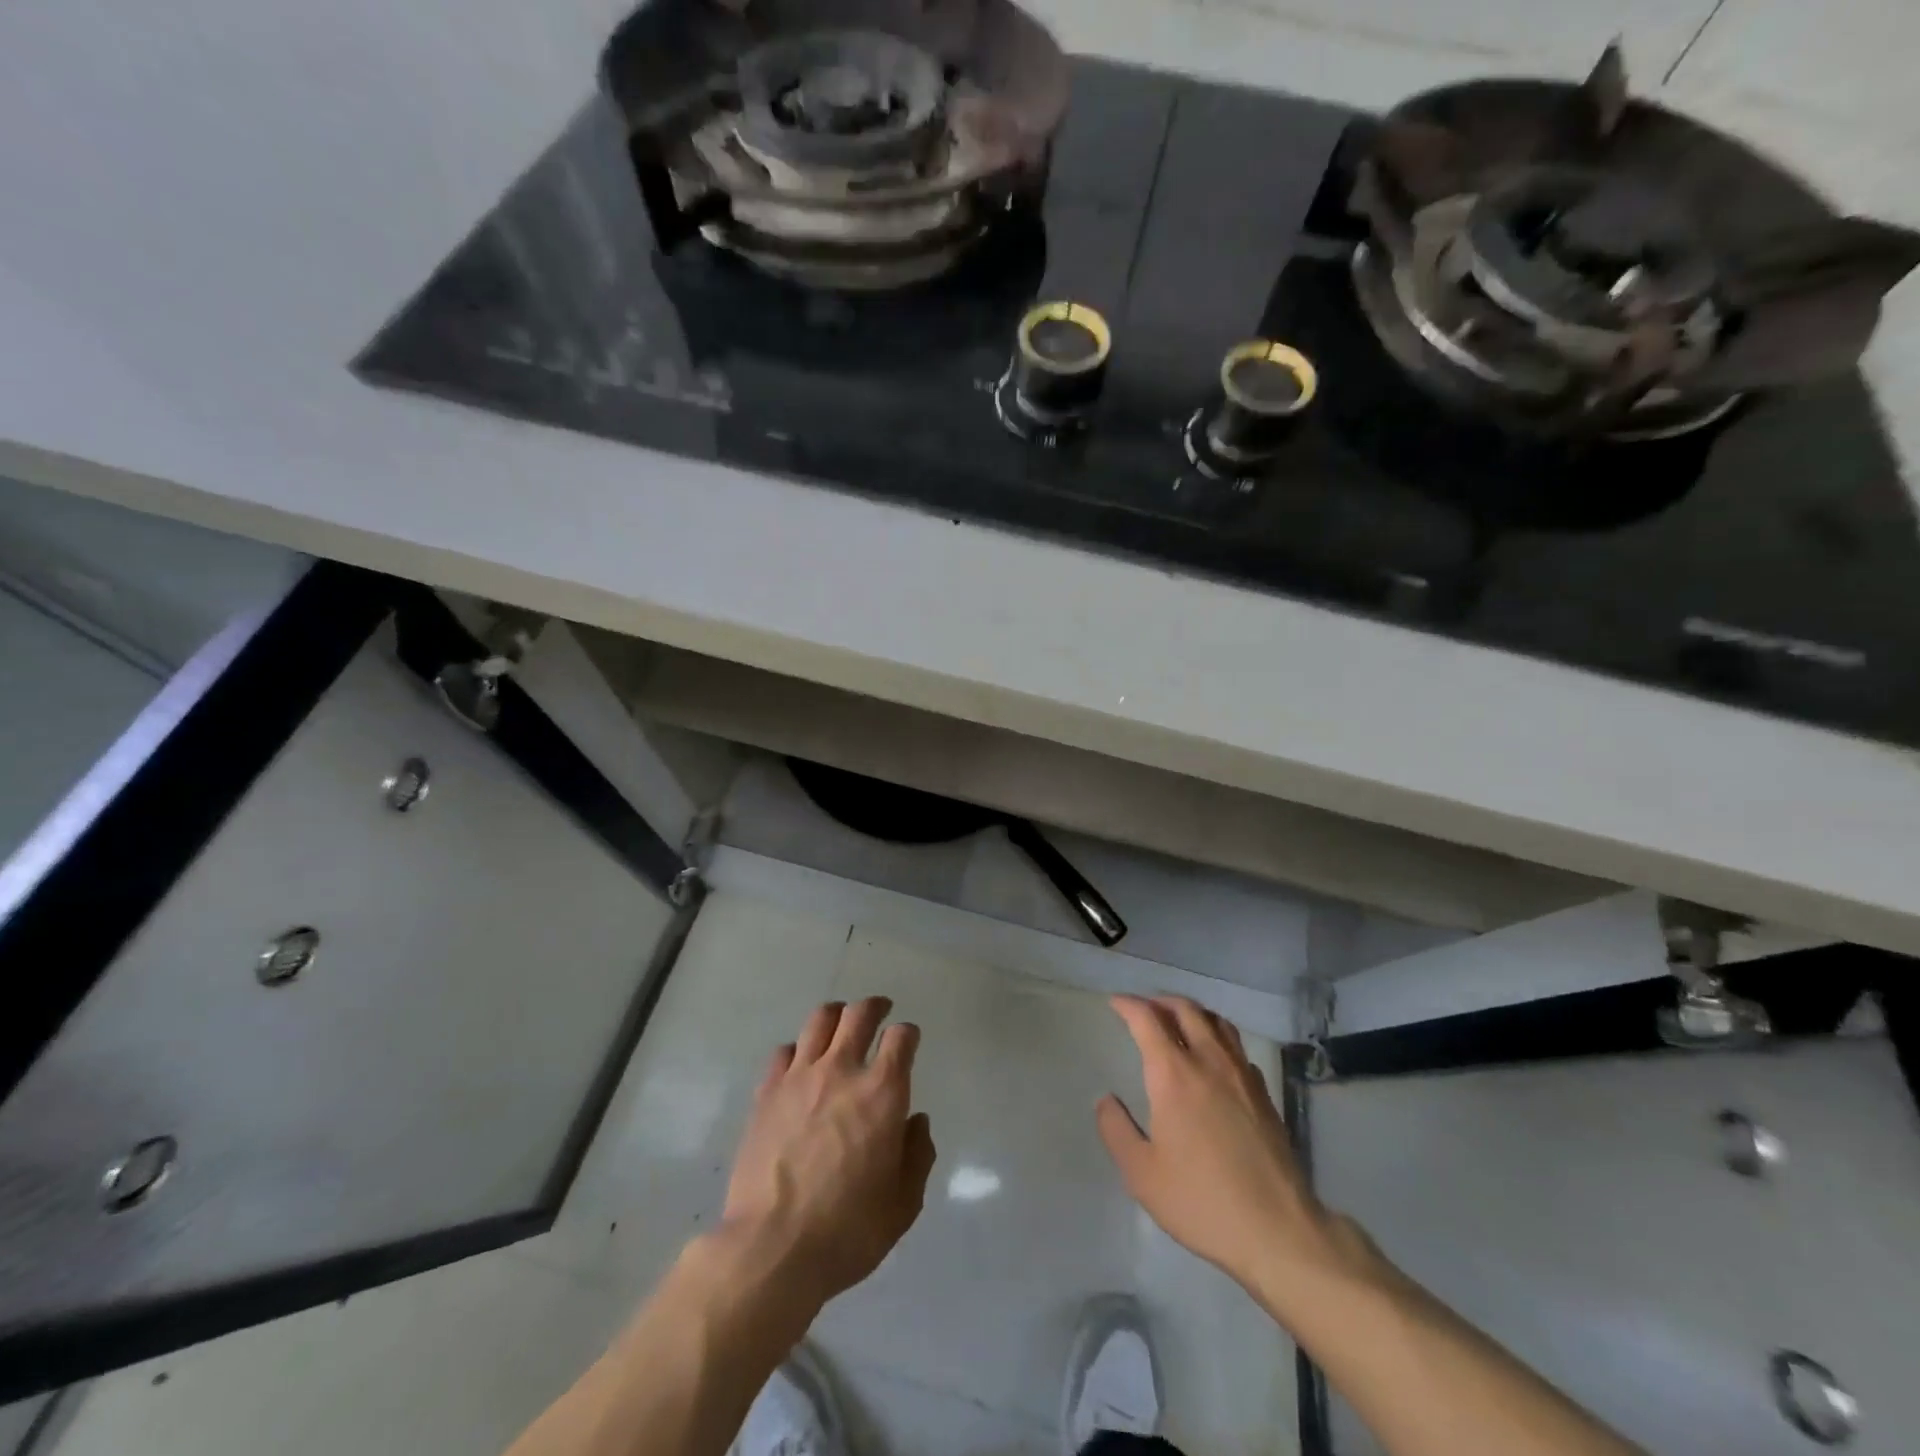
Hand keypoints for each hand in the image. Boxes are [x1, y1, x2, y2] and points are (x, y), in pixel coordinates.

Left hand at [721, 997, 936, 1309]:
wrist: (772, 1248)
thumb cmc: (848, 1230)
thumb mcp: (903, 1204)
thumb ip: (917, 1155)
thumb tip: (915, 1122)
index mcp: (882, 1092)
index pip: (901, 1037)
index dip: (908, 1034)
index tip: (908, 1040)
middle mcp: (842, 1070)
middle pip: (859, 1014)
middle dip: (874, 1007)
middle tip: (880, 1010)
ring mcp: (800, 1077)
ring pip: (820, 1020)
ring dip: (836, 1015)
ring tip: (840, 1021)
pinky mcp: (766, 1092)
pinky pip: (784, 1051)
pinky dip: (798, 1049)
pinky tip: (800, 1063)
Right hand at [1098, 995, 1334, 1289]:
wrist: (1278, 1230)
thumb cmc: (1201, 1201)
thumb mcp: (1141, 1174)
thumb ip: (1116, 1130)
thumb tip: (1106, 1100)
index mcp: (1174, 1075)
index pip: (1148, 1019)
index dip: (1128, 1005)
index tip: (1115, 1003)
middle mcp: (1209, 1062)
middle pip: (1186, 1009)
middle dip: (1160, 1001)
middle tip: (1144, 1008)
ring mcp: (1242, 1076)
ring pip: (1217, 1023)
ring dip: (1192, 1013)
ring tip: (1178, 1022)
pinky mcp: (1264, 1094)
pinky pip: (1237, 1048)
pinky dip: (1218, 1038)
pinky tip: (1214, 1059)